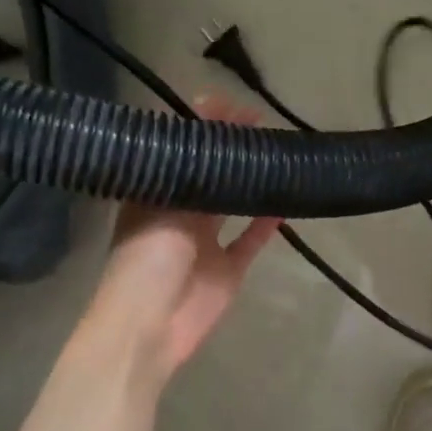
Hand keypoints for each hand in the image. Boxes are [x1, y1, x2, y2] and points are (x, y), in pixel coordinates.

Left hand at [87, 99, 280, 386]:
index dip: (200, 127)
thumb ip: (189, 171)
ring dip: (250, 183)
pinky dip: (266, 223)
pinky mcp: (228, 269)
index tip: (227, 105)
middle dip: (230, 150)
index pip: (178, 152)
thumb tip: (210, 124)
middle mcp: (179, 214)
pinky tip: (285, 201)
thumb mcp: (161, 205)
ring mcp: (206, 243)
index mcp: (154, 196)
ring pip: (232, 205)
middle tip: (259, 123)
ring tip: (274, 154)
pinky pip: (251, 240)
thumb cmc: (146, 258)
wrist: (150, 324)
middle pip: (208, 175)